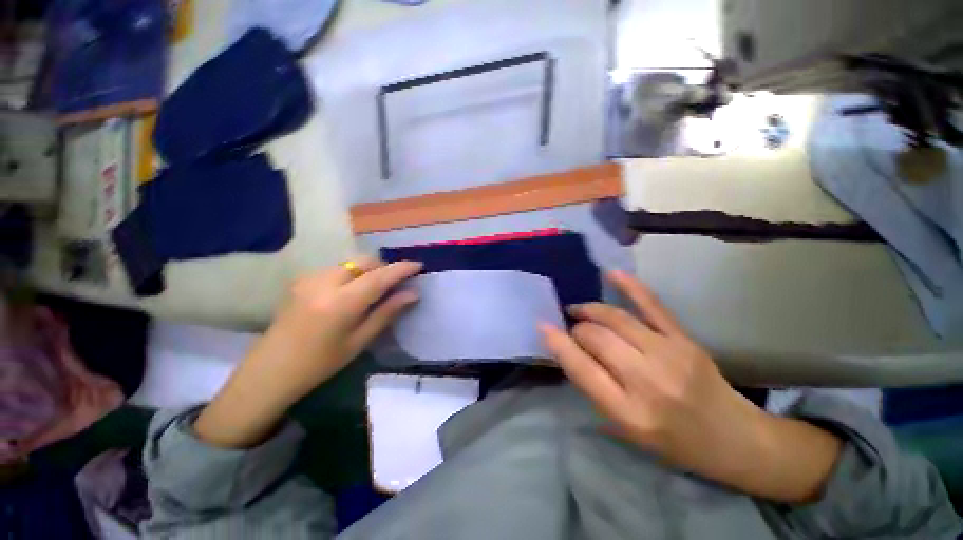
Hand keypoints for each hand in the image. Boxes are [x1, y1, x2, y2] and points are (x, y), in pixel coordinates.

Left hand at [195, 258, 421, 447]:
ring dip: (368, 270)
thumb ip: (387, 312)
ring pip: (350, 263)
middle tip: (395, 282)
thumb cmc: (320, 363)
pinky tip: (350, 292)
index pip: (379, 277)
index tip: (419, 265)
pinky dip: (351, 274)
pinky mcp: (301, 279)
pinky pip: (336, 268)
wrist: (270, 370)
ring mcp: (309, 278)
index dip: (401, 269)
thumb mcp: (359, 340)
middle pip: (364, 261)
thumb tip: (413, 294)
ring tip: (374, 288)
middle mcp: (324, 283)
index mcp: (341, 303)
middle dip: (384, 267)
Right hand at [540, 270, 840, 502]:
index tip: (543, 326)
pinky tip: (611, 274)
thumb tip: (570, 351)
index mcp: (629, 413)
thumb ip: (596, 390)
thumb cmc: (674, 443)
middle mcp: (647, 381)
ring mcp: (669, 355)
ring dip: (591, 310)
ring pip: (616, 318)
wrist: (734, 439)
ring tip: (580, 310)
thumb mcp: (626, 431)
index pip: (581, 368)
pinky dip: (630, 286)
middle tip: (573, 330)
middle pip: (596, 338)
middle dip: (577, 329)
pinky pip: (652, 306)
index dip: (558, 343)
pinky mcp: (684, 339)